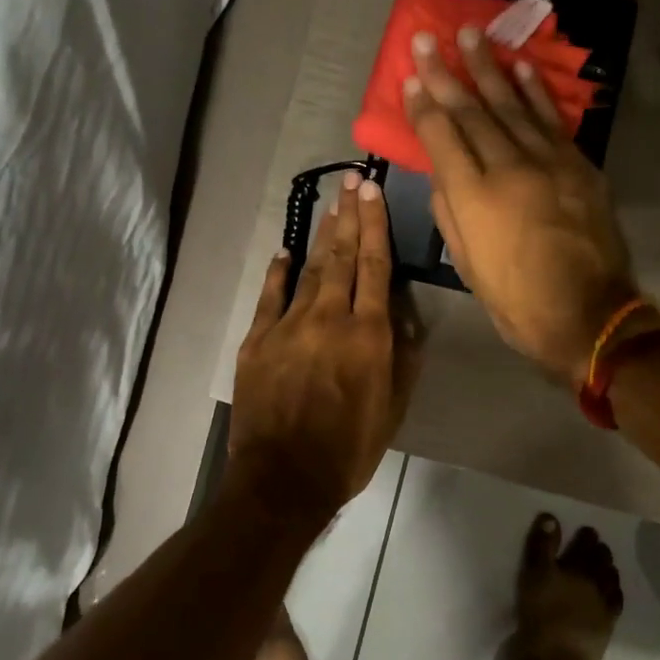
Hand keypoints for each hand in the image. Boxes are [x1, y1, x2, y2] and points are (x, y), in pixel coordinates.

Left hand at [231, 171, 420, 518]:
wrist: (283, 480)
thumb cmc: (348, 449)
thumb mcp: (393, 408)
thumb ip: (402, 357)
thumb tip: (403, 315)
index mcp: (367, 335)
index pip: (375, 267)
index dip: (375, 225)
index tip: (372, 192)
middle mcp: (329, 319)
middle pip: (342, 257)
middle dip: (349, 216)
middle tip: (352, 180)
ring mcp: (288, 326)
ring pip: (309, 270)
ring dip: (322, 236)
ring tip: (331, 206)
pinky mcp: (257, 341)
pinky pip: (270, 297)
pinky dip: (278, 272)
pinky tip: (285, 252)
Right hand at [403, 27, 638, 381]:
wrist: (588, 314)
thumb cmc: (516, 299)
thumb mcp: (467, 264)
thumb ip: (449, 211)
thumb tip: (443, 171)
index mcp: (473, 197)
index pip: (441, 136)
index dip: (423, 104)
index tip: (410, 76)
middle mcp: (507, 168)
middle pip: (472, 112)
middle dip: (447, 73)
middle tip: (429, 38)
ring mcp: (548, 162)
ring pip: (511, 105)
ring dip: (489, 68)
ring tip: (472, 34)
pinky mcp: (578, 165)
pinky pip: (552, 120)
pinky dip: (535, 91)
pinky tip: (520, 66)